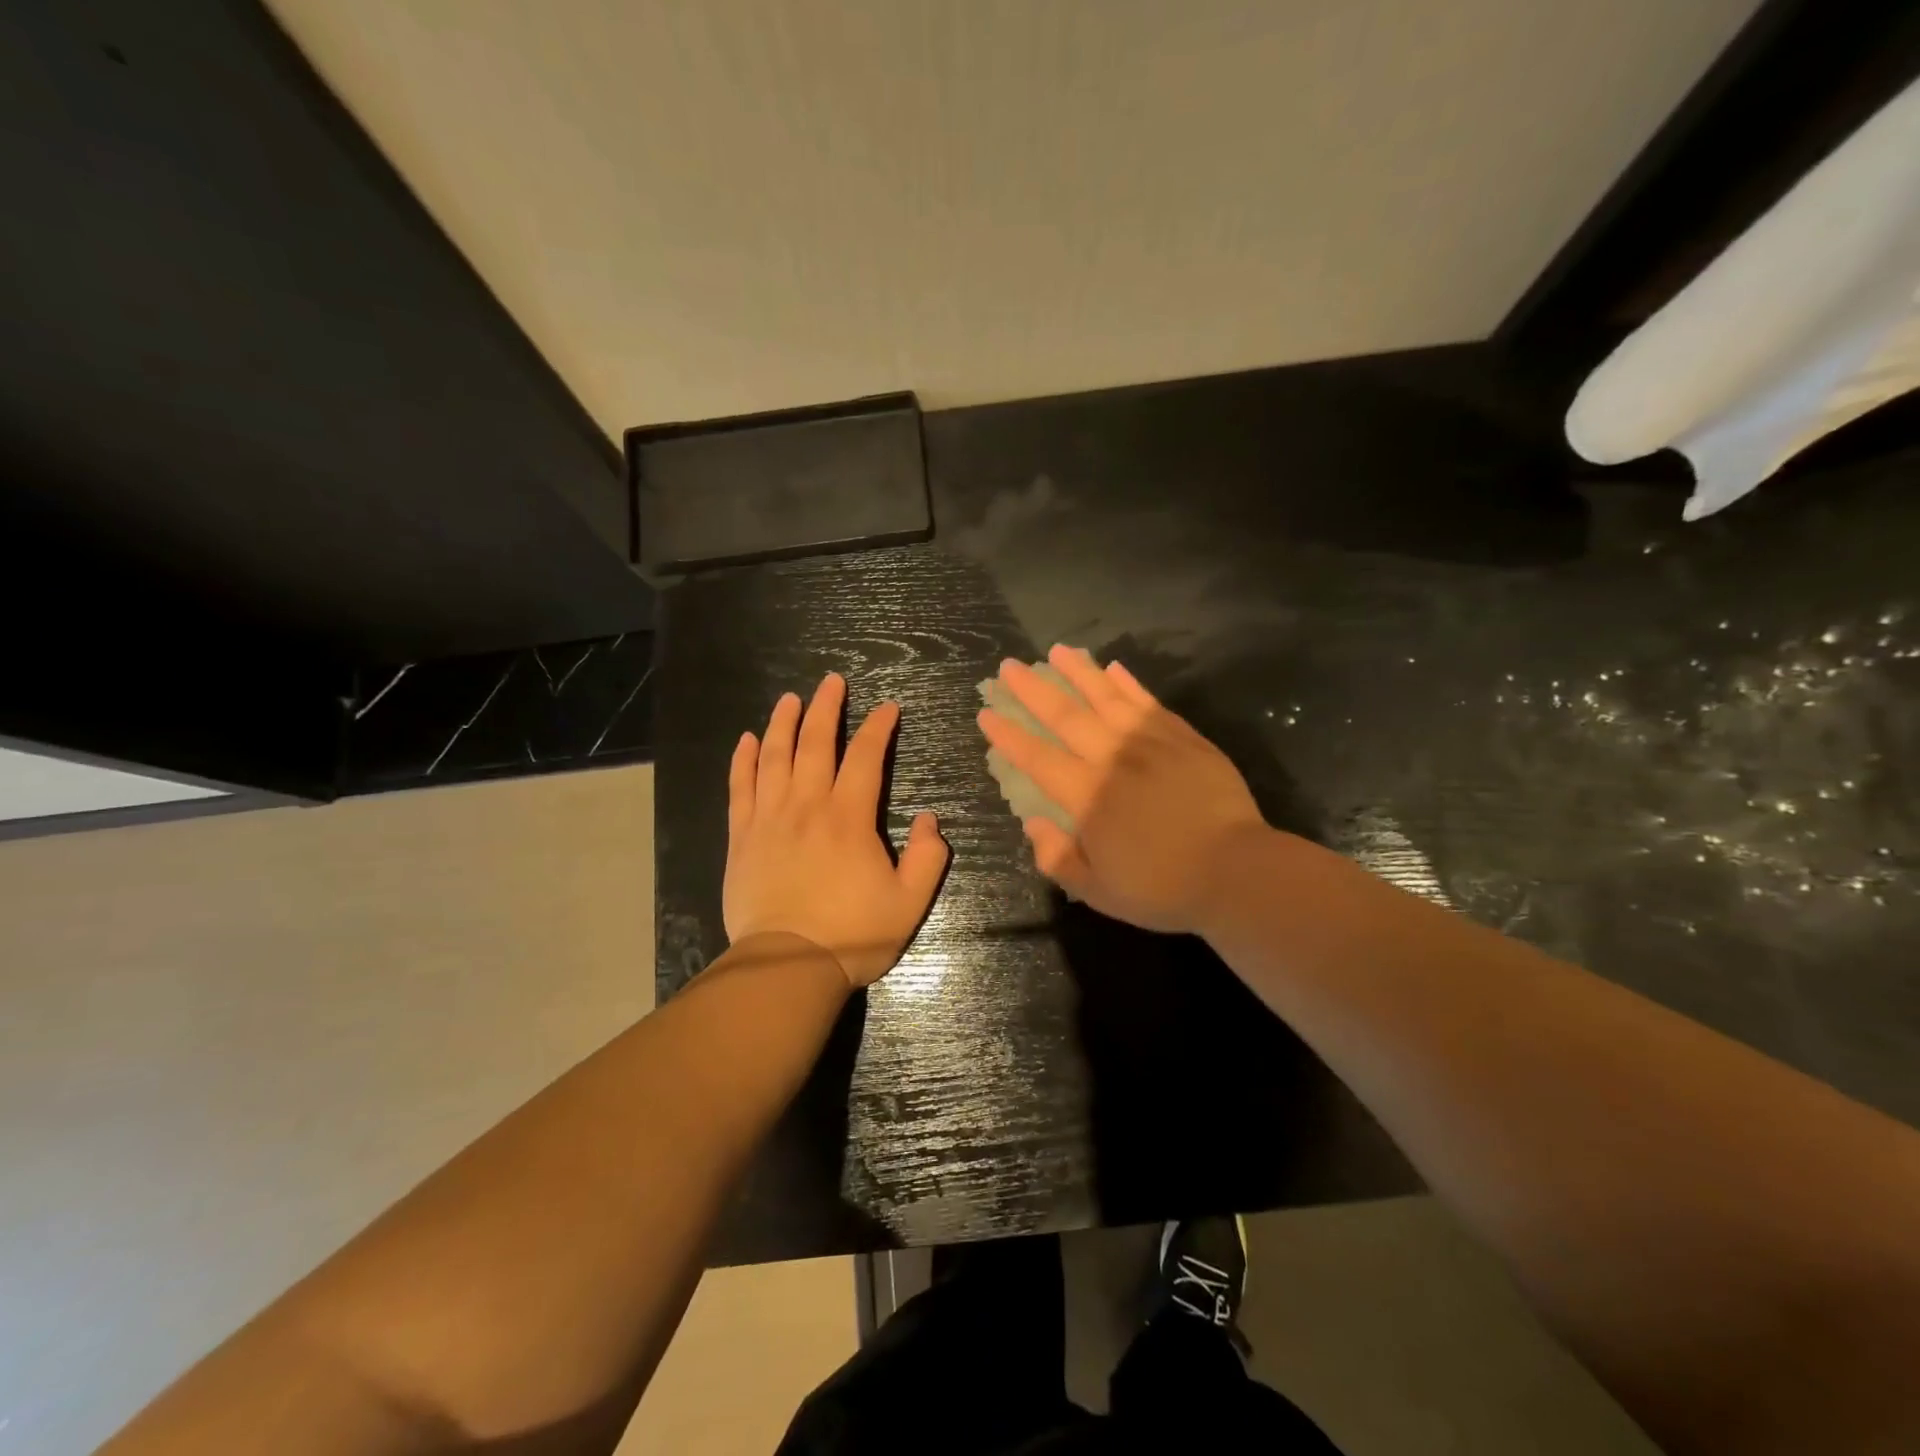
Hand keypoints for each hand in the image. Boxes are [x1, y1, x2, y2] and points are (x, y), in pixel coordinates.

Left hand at [725, 672, 949, 987]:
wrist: (787, 966)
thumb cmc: (853, 934)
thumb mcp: (909, 902)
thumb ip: (929, 857)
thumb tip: (931, 819)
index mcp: (849, 817)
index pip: (865, 757)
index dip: (878, 727)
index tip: (888, 707)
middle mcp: (807, 806)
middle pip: (815, 743)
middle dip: (826, 708)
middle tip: (832, 681)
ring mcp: (769, 819)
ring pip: (774, 757)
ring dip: (783, 723)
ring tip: (790, 698)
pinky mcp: (742, 838)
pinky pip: (740, 788)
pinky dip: (742, 760)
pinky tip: (746, 739)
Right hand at [977, 645, 1266, 934]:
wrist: (1236, 872)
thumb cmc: (1163, 887)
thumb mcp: (1098, 891)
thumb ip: (1058, 857)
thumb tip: (1032, 824)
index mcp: (1088, 796)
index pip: (1037, 758)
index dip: (1009, 735)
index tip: (986, 712)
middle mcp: (1113, 759)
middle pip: (1066, 716)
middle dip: (1033, 689)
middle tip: (1009, 667)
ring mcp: (1151, 742)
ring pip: (1106, 697)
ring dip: (1077, 672)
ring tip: (1055, 650)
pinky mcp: (1183, 737)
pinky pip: (1147, 702)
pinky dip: (1127, 683)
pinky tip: (1112, 668)